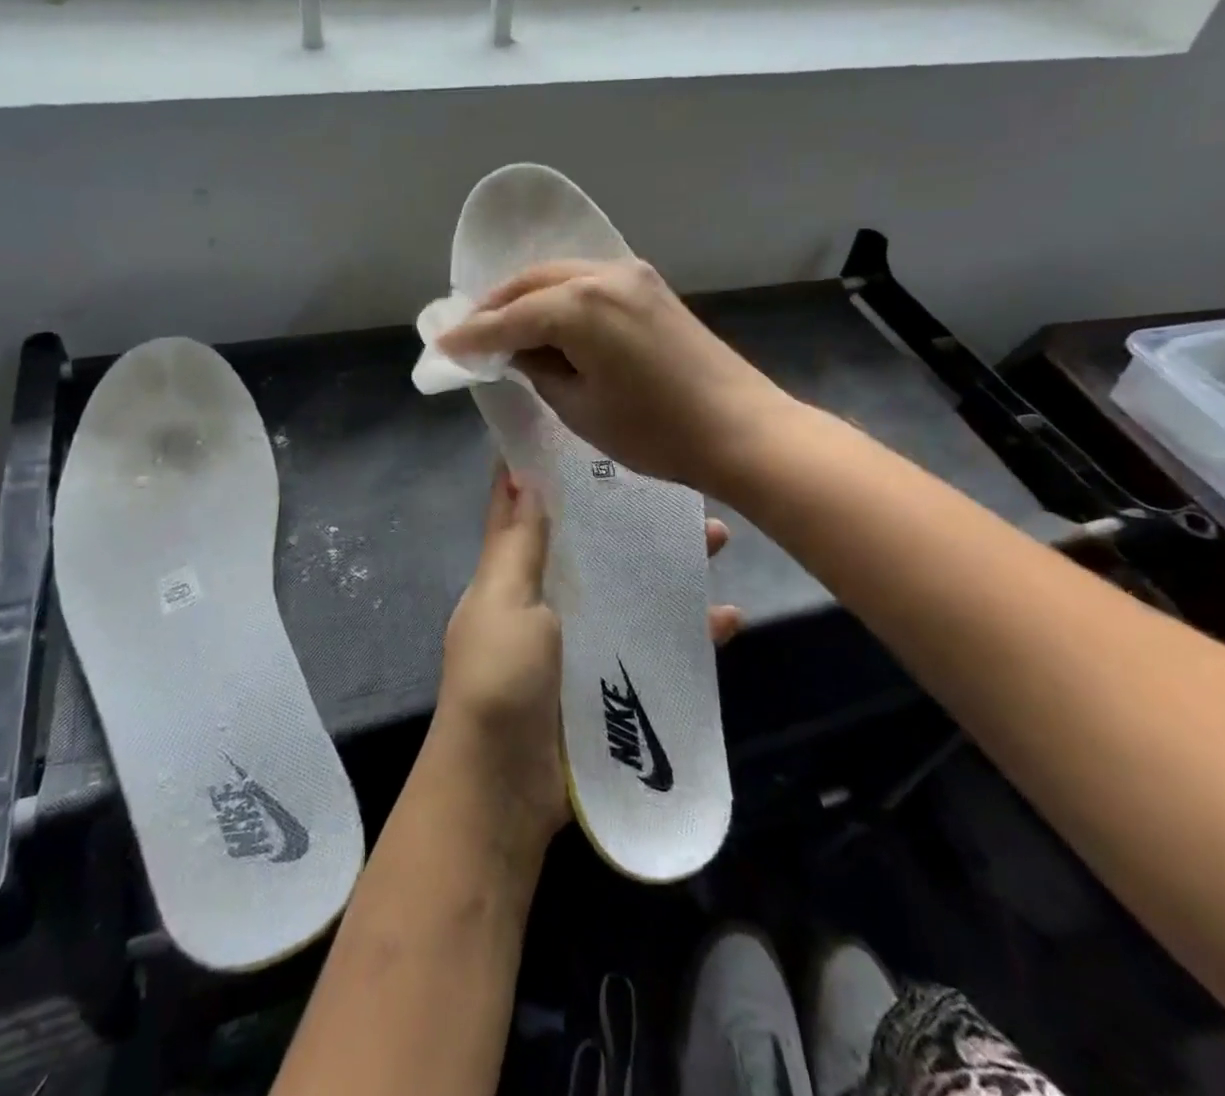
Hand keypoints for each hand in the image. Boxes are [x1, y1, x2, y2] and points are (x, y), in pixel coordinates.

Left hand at [434, 468, 742, 853]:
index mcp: (513, 575)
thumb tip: (519, 472)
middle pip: (596, 544)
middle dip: (634, 516)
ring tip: (718, 540)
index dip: (550, 471)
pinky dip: (690, 633)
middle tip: (683, 491)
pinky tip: (726, 618)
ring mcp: (584, 640)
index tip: (588, 431)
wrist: (503, 793)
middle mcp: (549, 599)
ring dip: (671, 564)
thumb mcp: (504, 603)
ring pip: (633, 586)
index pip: (529, 509)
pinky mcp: (614, 681)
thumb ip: (518, 545)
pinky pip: (657, 645)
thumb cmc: (498, 683)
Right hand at [438, 259, 793, 494]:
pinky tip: (549, 319)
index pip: (509, 318)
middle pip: (531, 283)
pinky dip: (560, 296)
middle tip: (469, 334)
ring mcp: (632, 275)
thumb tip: (516, 351)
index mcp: (579, 306)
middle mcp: (603, 275)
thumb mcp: (580, 407)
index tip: (442, 345)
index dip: (472, 335)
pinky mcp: (651, 286)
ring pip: (560, 275)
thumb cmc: (655, 431)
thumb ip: (539, 369)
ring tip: (503, 326)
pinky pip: (588, 281)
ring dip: (527, 297)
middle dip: (495, 307)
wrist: (741, 430)